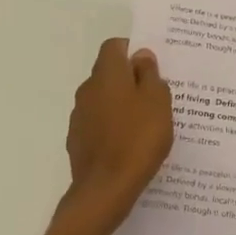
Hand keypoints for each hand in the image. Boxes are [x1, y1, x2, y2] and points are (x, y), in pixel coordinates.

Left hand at [65, 38, 174, 225]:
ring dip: (121, 105)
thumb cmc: (138, 138)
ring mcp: (79, 116)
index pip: (114, 46)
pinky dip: (112, 128)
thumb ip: (150, 74)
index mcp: (107, 75)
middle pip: (108, 74)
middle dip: (129, 80)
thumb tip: (140, 56)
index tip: (152, 67)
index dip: (132, 51)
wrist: (106, 188)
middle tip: (156, 97)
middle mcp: (87, 90)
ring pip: (103, 100)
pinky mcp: (77, 141)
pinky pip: (98, 124)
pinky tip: (129, 145)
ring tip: (145, 124)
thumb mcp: (158, 102)